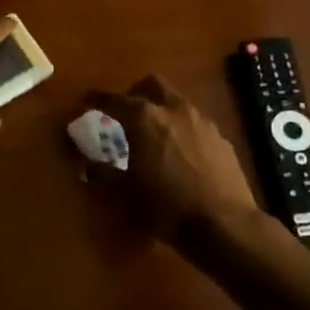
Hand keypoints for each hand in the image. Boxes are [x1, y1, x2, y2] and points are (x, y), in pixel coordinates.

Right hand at [83, 75, 258, 243]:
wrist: (224, 224)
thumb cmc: (166, 207)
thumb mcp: (125, 194)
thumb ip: (103, 174)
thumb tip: (88, 166)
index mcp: (144, 119)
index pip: (114, 99)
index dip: (96, 98)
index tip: (86, 101)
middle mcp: (174, 110)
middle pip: (152, 84)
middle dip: (135, 93)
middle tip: (125, 113)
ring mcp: (202, 122)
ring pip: (177, 101)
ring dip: (161, 110)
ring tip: (153, 135)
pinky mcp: (221, 139)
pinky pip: (196, 123)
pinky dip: (182, 129)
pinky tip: (181, 153)